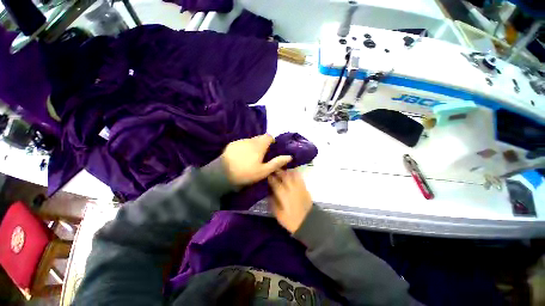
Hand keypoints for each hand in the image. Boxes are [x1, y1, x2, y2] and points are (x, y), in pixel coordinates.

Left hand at [221, 134, 291, 185]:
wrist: (222, 174)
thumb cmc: (246, 173)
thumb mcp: (264, 171)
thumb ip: (277, 162)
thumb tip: (289, 156)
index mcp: (259, 145)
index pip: (268, 136)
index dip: (271, 140)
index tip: (271, 148)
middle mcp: (250, 140)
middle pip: (259, 138)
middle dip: (262, 144)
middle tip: (261, 155)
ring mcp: (240, 141)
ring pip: (250, 140)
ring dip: (253, 145)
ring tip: (251, 156)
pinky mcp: (232, 144)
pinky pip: (242, 143)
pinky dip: (245, 147)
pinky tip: (241, 156)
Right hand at [268, 170, 312, 233]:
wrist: (308, 222)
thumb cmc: (292, 220)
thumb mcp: (279, 215)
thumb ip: (273, 203)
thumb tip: (269, 193)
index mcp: (284, 196)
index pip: (275, 184)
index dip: (271, 178)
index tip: (267, 174)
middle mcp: (291, 189)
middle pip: (284, 177)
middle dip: (278, 171)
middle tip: (273, 169)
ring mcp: (299, 187)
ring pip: (292, 175)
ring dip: (286, 171)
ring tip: (281, 168)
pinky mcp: (304, 188)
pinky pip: (299, 177)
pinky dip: (295, 173)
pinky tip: (292, 171)